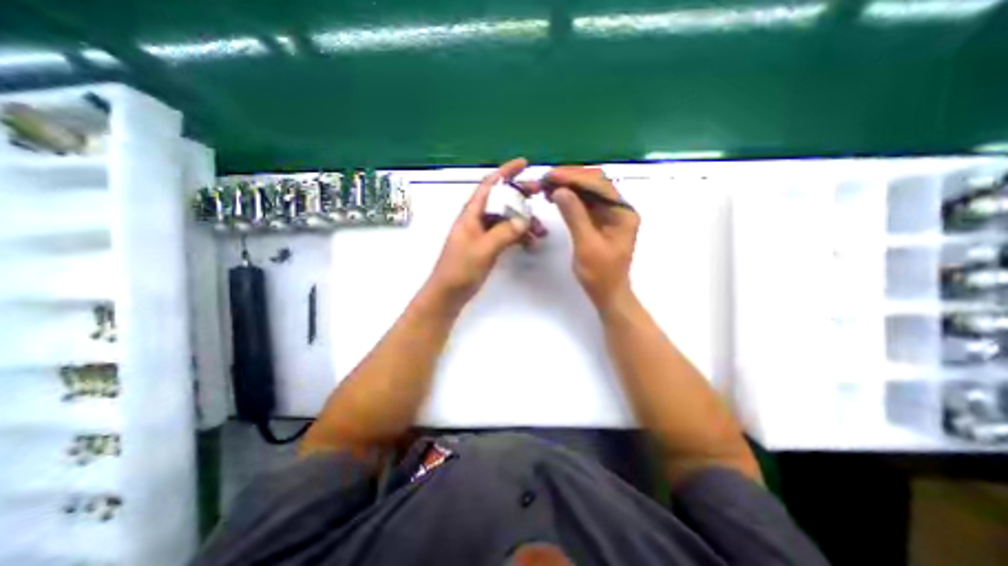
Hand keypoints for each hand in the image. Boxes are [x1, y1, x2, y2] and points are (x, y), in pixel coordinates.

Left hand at [428, 156, 546, 303]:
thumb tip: (524, 218)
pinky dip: (519, 236)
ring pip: (507, 219)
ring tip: (541, 230)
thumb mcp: (482, 249)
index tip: (524, 164)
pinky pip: (507, 234)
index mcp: (472, 214)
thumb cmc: (460, 270)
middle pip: (501, 200)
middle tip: (540, 194)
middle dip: (521, 195)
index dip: (506, 172)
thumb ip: (503, 232)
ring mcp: (483, 233)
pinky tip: (531, 243)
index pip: (490, 185)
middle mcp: (478, 219)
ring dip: (524, 220)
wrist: (448, 294)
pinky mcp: (488, 246)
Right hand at [544, 165, 636, 311]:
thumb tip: (559, 190)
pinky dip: (570, 199)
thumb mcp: (586, 245)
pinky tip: (555, 196)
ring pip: (588, 193)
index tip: (551, 176)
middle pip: (595, 184)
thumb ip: (575, 216)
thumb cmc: (600, 274)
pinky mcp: (599, 222)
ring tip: (547, 186)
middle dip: (570, 179)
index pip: (599, 185)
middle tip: (546, 179)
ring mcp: (609, 215)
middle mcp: (619, 209)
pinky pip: (584, 204)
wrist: (607, 293)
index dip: (574, 178)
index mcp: (623, 213)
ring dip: (568, 187)